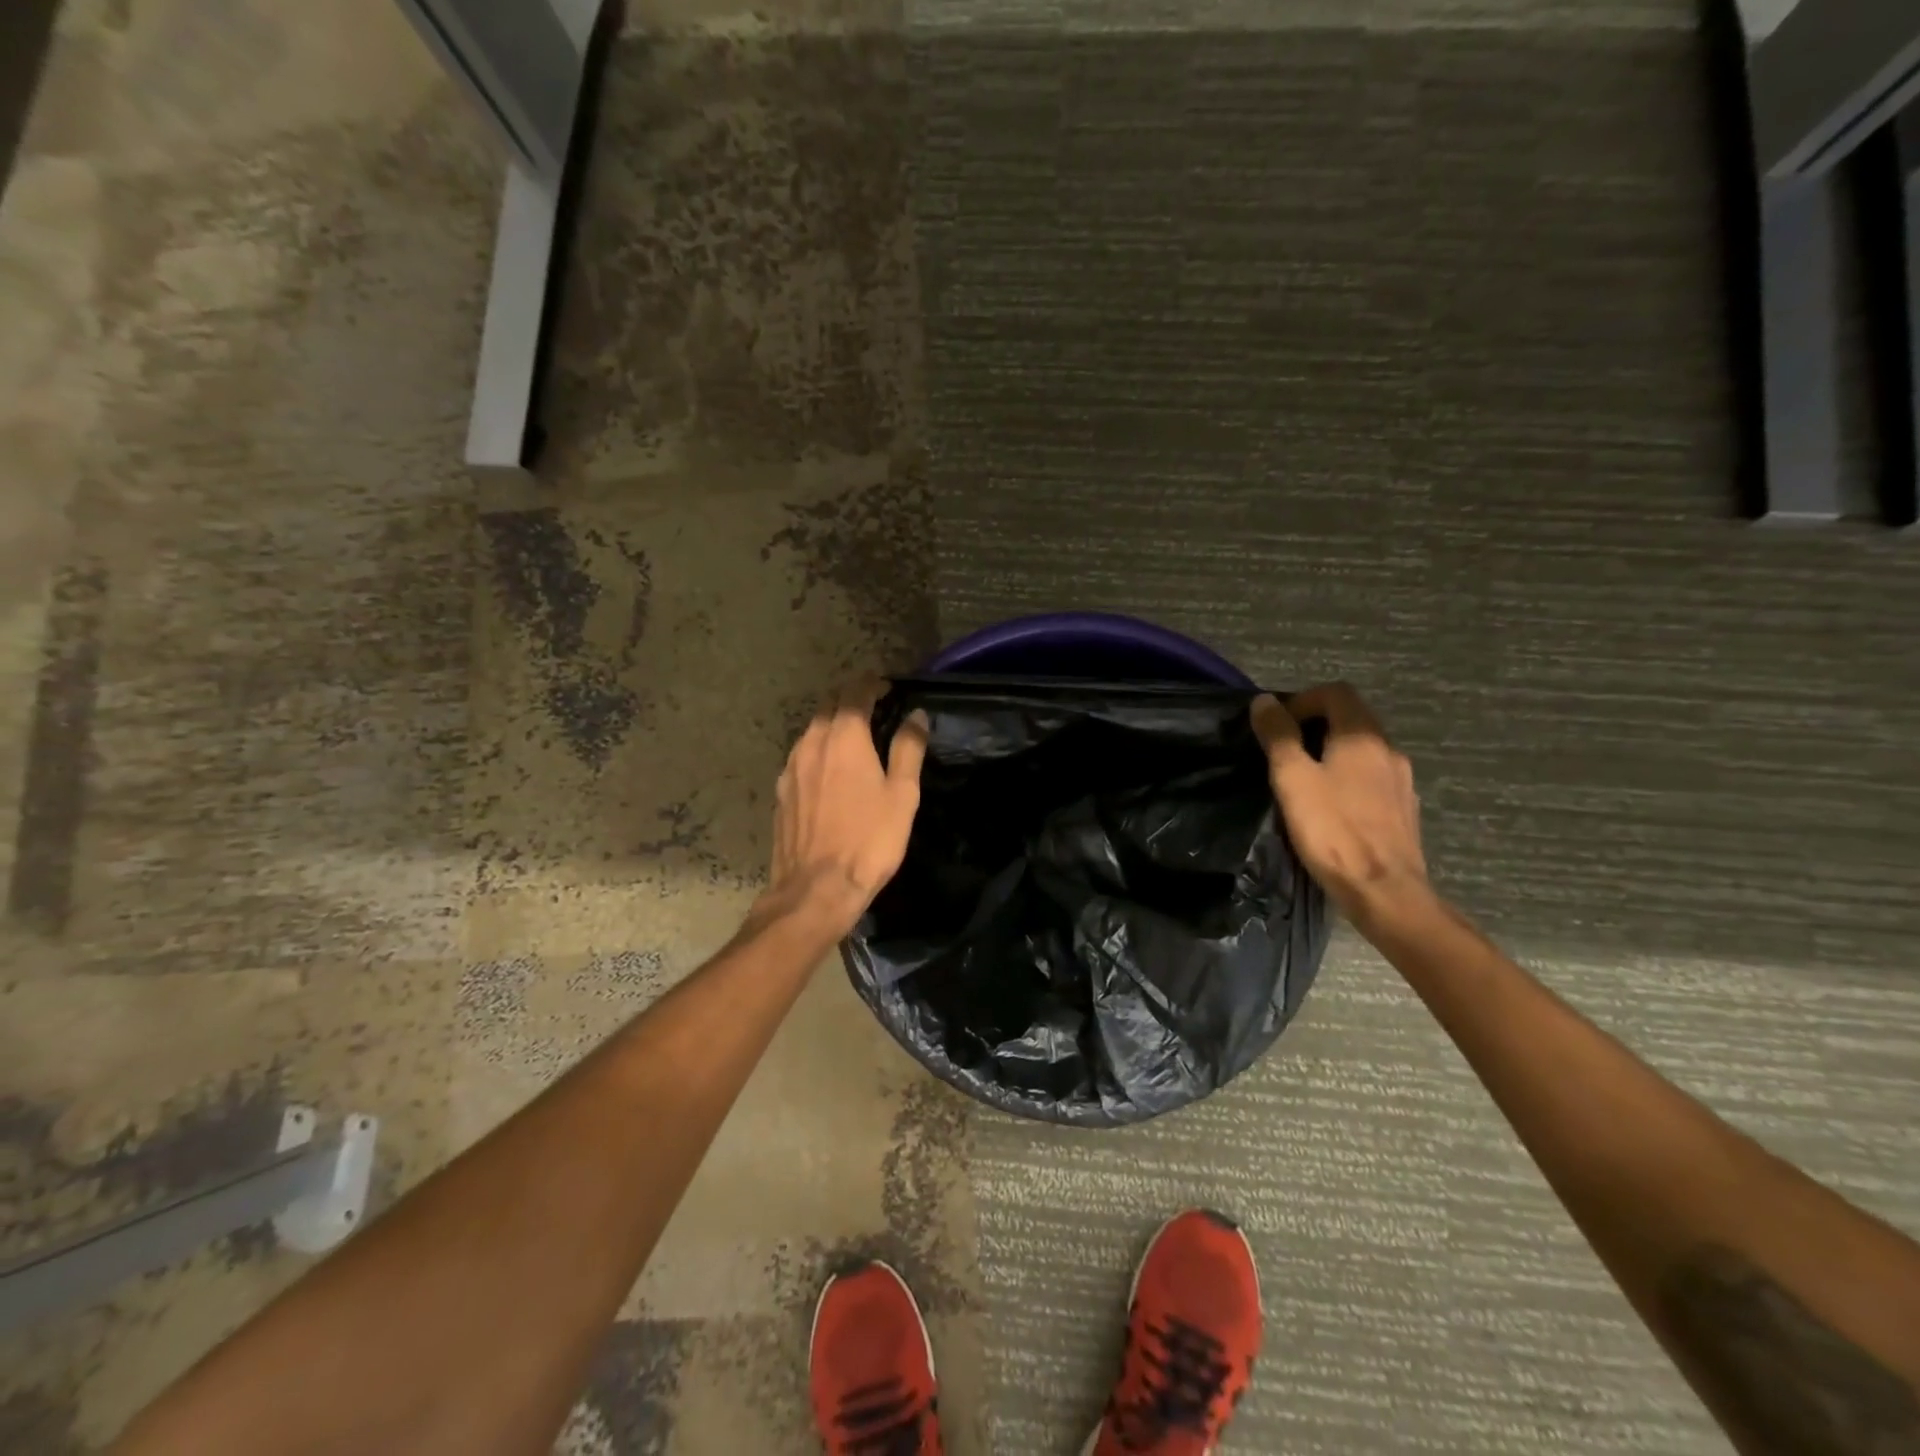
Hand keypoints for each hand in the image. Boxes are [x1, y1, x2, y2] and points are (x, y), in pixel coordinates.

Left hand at [761, 680, 928, 935]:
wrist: (816, 889)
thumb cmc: (869, 840)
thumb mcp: (902, 795)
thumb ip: (909, 749)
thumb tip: (916, 715)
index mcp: (844, 737)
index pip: (855, 692)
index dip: (872, 684)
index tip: (886, 687)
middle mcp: (811, 743)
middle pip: (828, 706)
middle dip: (850, 699)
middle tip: (873, 708)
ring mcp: (790, 767)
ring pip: (811, 731)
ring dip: (832, 724)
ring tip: (853, 737)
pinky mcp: (781, 791)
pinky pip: (801, 756)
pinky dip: (818, 751)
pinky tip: (830, 771)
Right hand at [1251, 683, 1428, 924]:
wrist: (1384, 890)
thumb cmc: (1332, 830)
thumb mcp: (1292, 778)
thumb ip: (1278, 736)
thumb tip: (1264, 701)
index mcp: (1362, 736)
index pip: (1336, 692)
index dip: (1303, 700)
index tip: (1278, 726)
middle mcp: (1388, 749)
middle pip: (1352, 717)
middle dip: (1316, 724)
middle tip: (1284, 752)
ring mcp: (1401, 780)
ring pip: (1363, 750)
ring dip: (1333, 752)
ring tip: (1304, 780)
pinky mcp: (1404, 808)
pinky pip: (1373, 777)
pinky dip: (1349, 778)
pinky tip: (1332, 807)